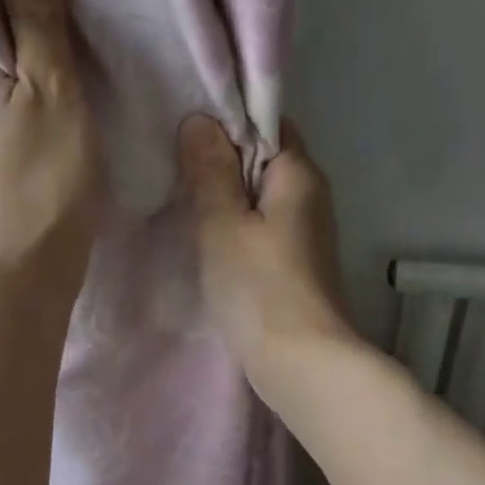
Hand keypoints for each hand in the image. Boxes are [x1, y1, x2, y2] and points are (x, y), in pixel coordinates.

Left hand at [0, 0, 101, 306]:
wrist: (28, 270)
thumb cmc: (43, 178)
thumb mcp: (51, 90)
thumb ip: (37, 23)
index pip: (1, 11)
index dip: (44, 2)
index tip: (88, 4)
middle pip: (13, 50)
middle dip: (54, 43)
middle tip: (106, 42)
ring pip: (24, 90)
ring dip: (58, 83)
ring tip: (102, 79)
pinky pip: (29, 123)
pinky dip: (54, 116)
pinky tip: (83, 121)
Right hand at [178, 115, 356, 396]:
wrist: (302, 363)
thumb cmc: (259, 287)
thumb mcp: (223, 224)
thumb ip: (210, 172)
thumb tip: (200, 121)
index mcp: (299, 173)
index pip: (267, 122)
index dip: (228, 121)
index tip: (185, 129)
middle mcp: (310, 195)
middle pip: (263, 161)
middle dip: (221, 161)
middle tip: (173, 166)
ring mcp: (305, 234)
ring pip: (260, 198)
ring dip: (226, 198)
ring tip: (182, 200)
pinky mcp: (295, 265)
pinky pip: (261, 229)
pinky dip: (236, 229)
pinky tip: (207, 240)